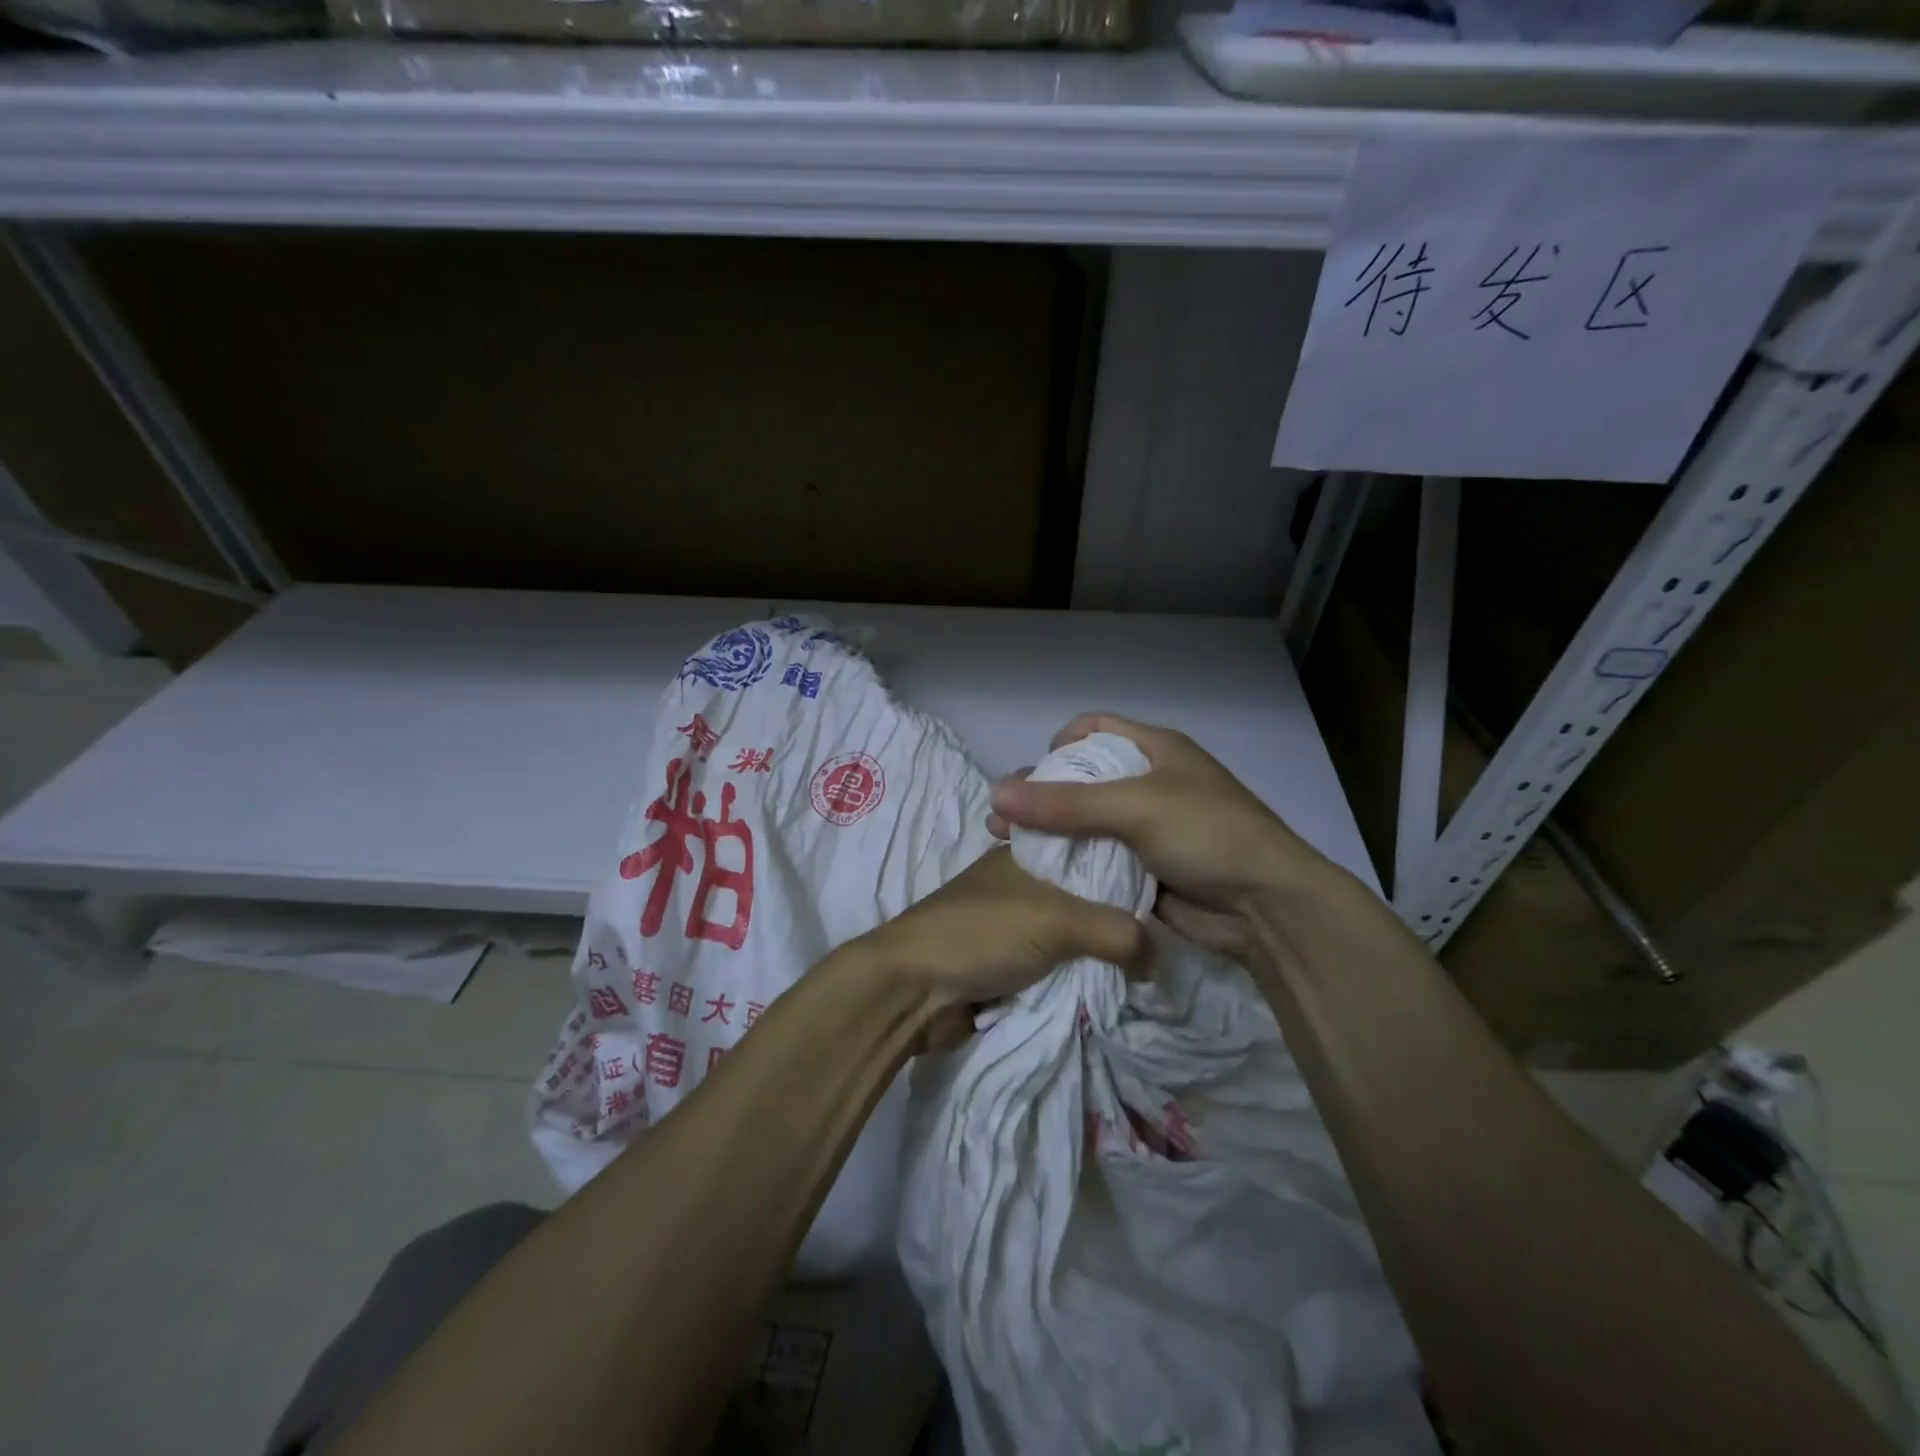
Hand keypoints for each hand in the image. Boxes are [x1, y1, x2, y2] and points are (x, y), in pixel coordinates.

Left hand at [841, 845, 1149, 1046]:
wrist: (911, 990)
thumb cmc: (980, 933)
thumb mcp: (1056, 921)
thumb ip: (1115, 933)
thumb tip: (1159, 957)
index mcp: (1025, 853)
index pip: (1087, 844)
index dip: (1125, 859)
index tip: (1168, 881)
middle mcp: (1020, 883)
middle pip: (1083, 893)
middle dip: (1117, 914)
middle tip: (1167, 930)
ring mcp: (1011, 925)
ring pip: (1070, 934)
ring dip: (1097, 951)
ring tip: (1148, 965)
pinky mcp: (1005, 964)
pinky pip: (1055, 966)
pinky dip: (1077, 975)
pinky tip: (1112, 985)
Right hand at [988, 713, 1344, 962]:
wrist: (1267, 907)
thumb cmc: (1206, 834)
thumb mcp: (1135, 808)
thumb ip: (1064, 803)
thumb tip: (995, 794)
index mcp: (1156, 750)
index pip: (1096, 728)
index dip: (1059, 743)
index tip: (1032, 773)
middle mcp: (1150, 783)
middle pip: (1084, 779)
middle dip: (1042, 796)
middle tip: (1002, 819)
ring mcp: (1149, 829)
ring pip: (1088, 824)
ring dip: (1052, 834)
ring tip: (1009, 849)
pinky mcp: (1146, 868)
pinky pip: (1100, 859)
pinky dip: (1073, 865)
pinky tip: (1041, 876)